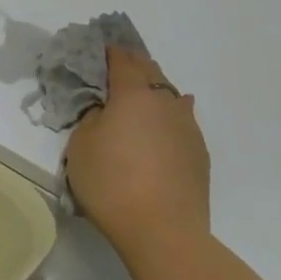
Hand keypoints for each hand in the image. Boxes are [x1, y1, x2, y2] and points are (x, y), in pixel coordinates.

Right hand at [64, 48, 210, 262]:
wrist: (163, 230)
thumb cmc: (111, 181)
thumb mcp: (81, 144)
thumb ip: (92, 117)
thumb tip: (106, 110)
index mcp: (133, 94)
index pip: (122, 60)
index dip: (109, 51)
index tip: (98, 48)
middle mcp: (165, 102)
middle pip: (150, 72)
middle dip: (133, 66)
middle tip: (115, 68)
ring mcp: (187, 127)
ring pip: (170, 95)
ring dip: (153, 91)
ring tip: (139, 96)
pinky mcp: (199, 152)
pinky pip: (181, 121)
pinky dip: (168, 116)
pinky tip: (163, 124)